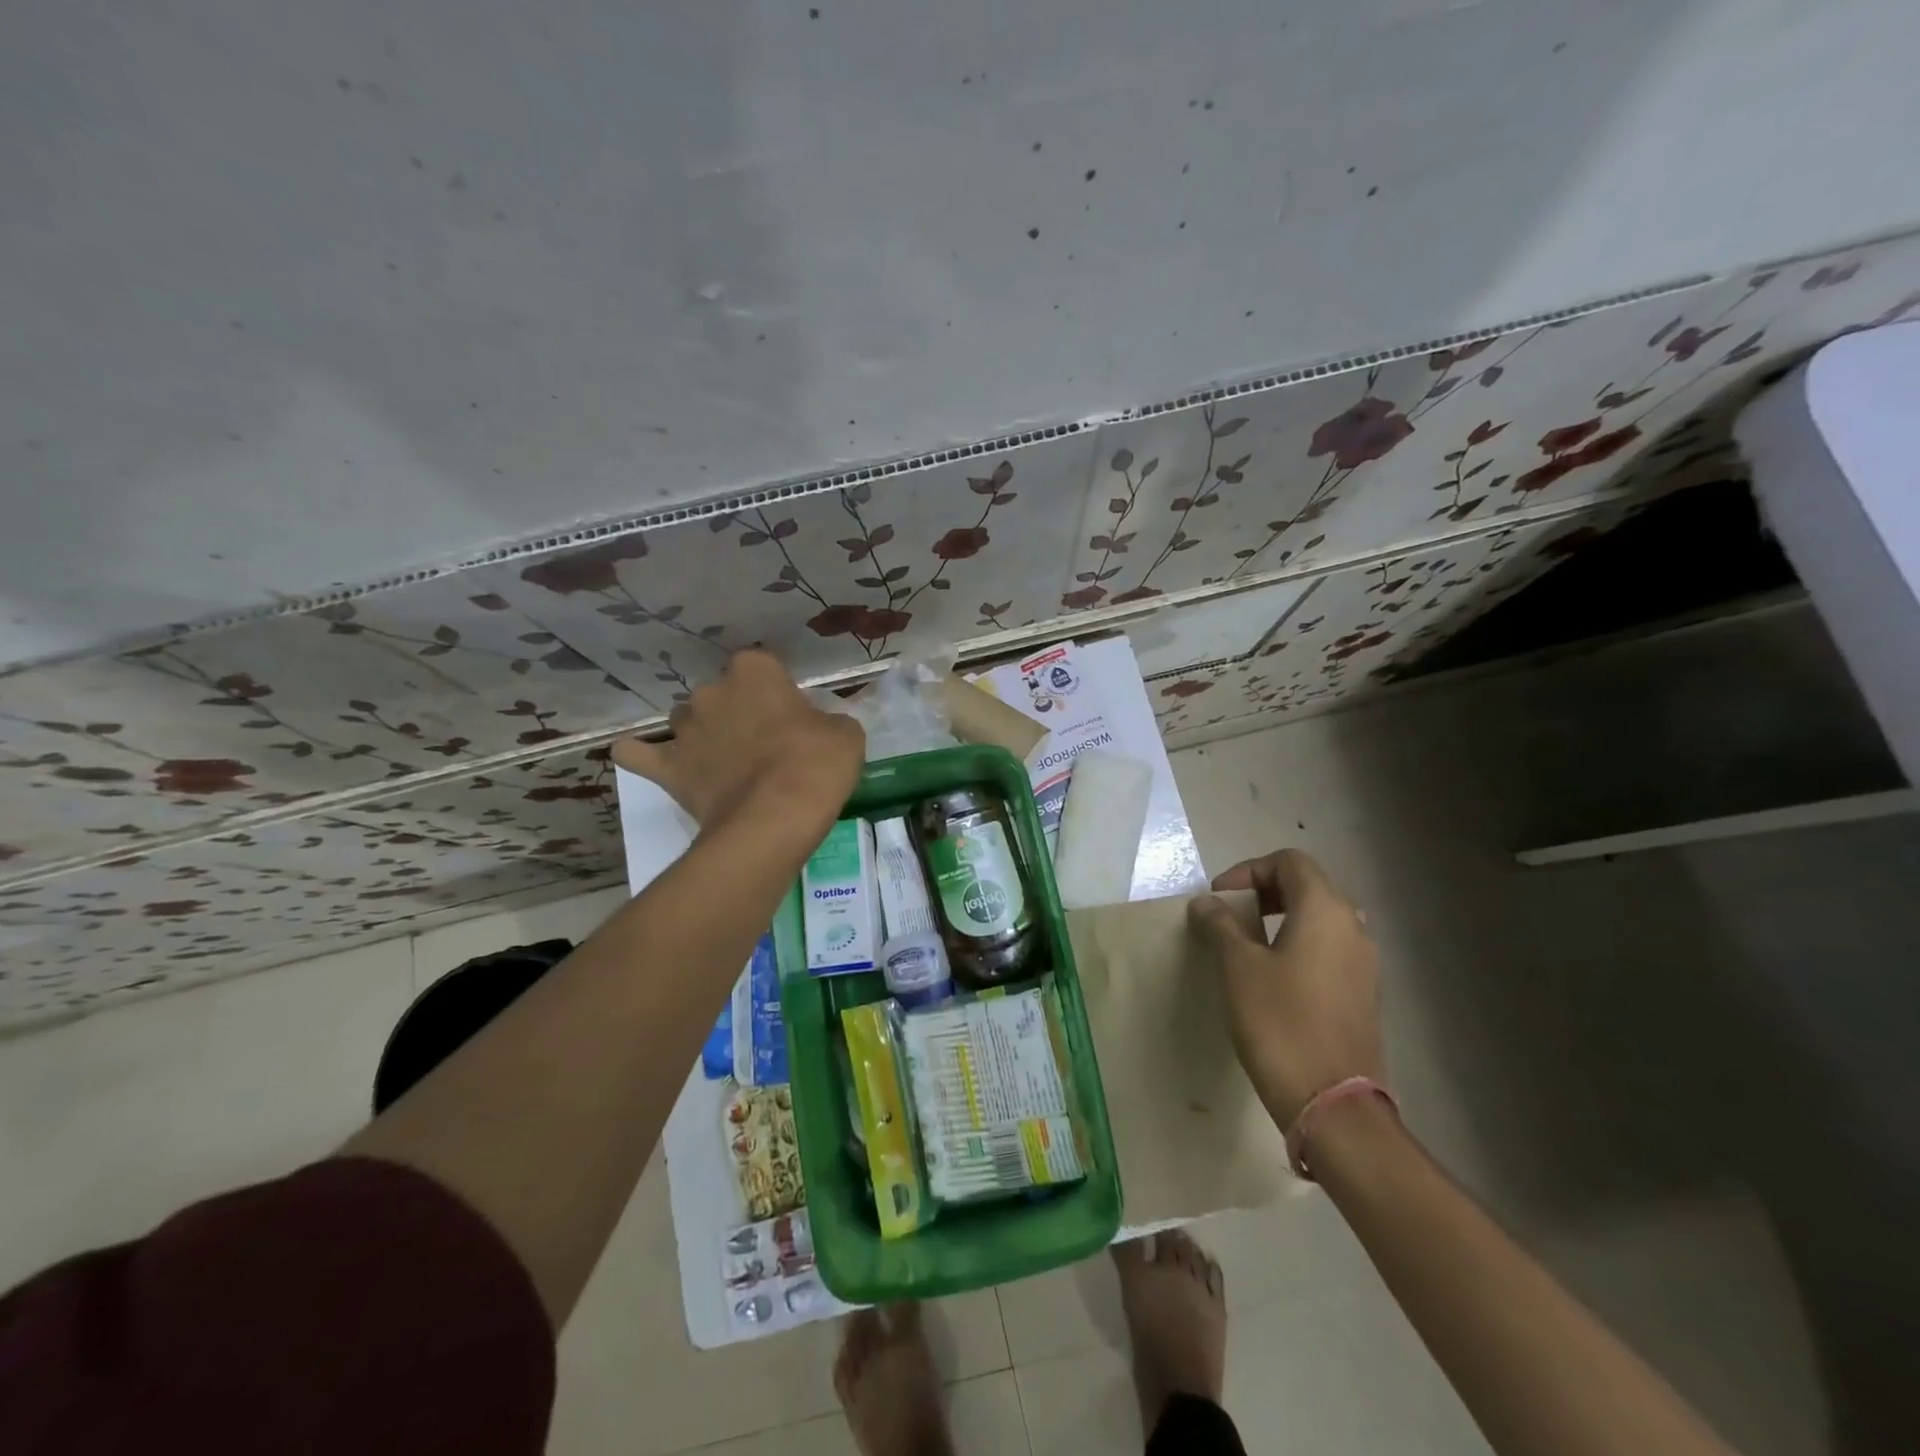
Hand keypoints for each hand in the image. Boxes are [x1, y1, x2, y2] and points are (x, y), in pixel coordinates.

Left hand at [612, 650, 863, 829]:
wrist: (774, 820)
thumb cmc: (816, 766)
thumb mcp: (845, 735)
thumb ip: (827, 721)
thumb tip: (818, 728)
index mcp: (755, 672)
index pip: (762, 666)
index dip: (775, 691)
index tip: (789, 715)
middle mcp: (712, 691)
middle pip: (720, 694)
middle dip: (736, 712)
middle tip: (761, 745)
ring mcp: (684, 729)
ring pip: (685, 721)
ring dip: (701, 733)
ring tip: (722, 762)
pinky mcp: (666, 768)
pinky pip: (637, 754)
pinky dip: (640, 755)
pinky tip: (651, 759)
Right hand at [1189, 849, 1382, 1128]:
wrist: (1332, 1103)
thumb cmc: (1279, 1021)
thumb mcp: (1237, 966)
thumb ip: (1220, 924)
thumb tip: (1207, 903)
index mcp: (1325, 910)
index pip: (1289, 862)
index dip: (1249, 870)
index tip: (1219, 899)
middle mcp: (1353, 926)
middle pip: (1308, 885)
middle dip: (1265, 892)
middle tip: (1231, 914)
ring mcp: (1365, 962)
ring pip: (1321, 918)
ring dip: (1283, 918)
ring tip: (1248, 943)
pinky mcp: (1364, 994)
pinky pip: (1330, 948)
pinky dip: (1300, 944)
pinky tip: (1274, 975)